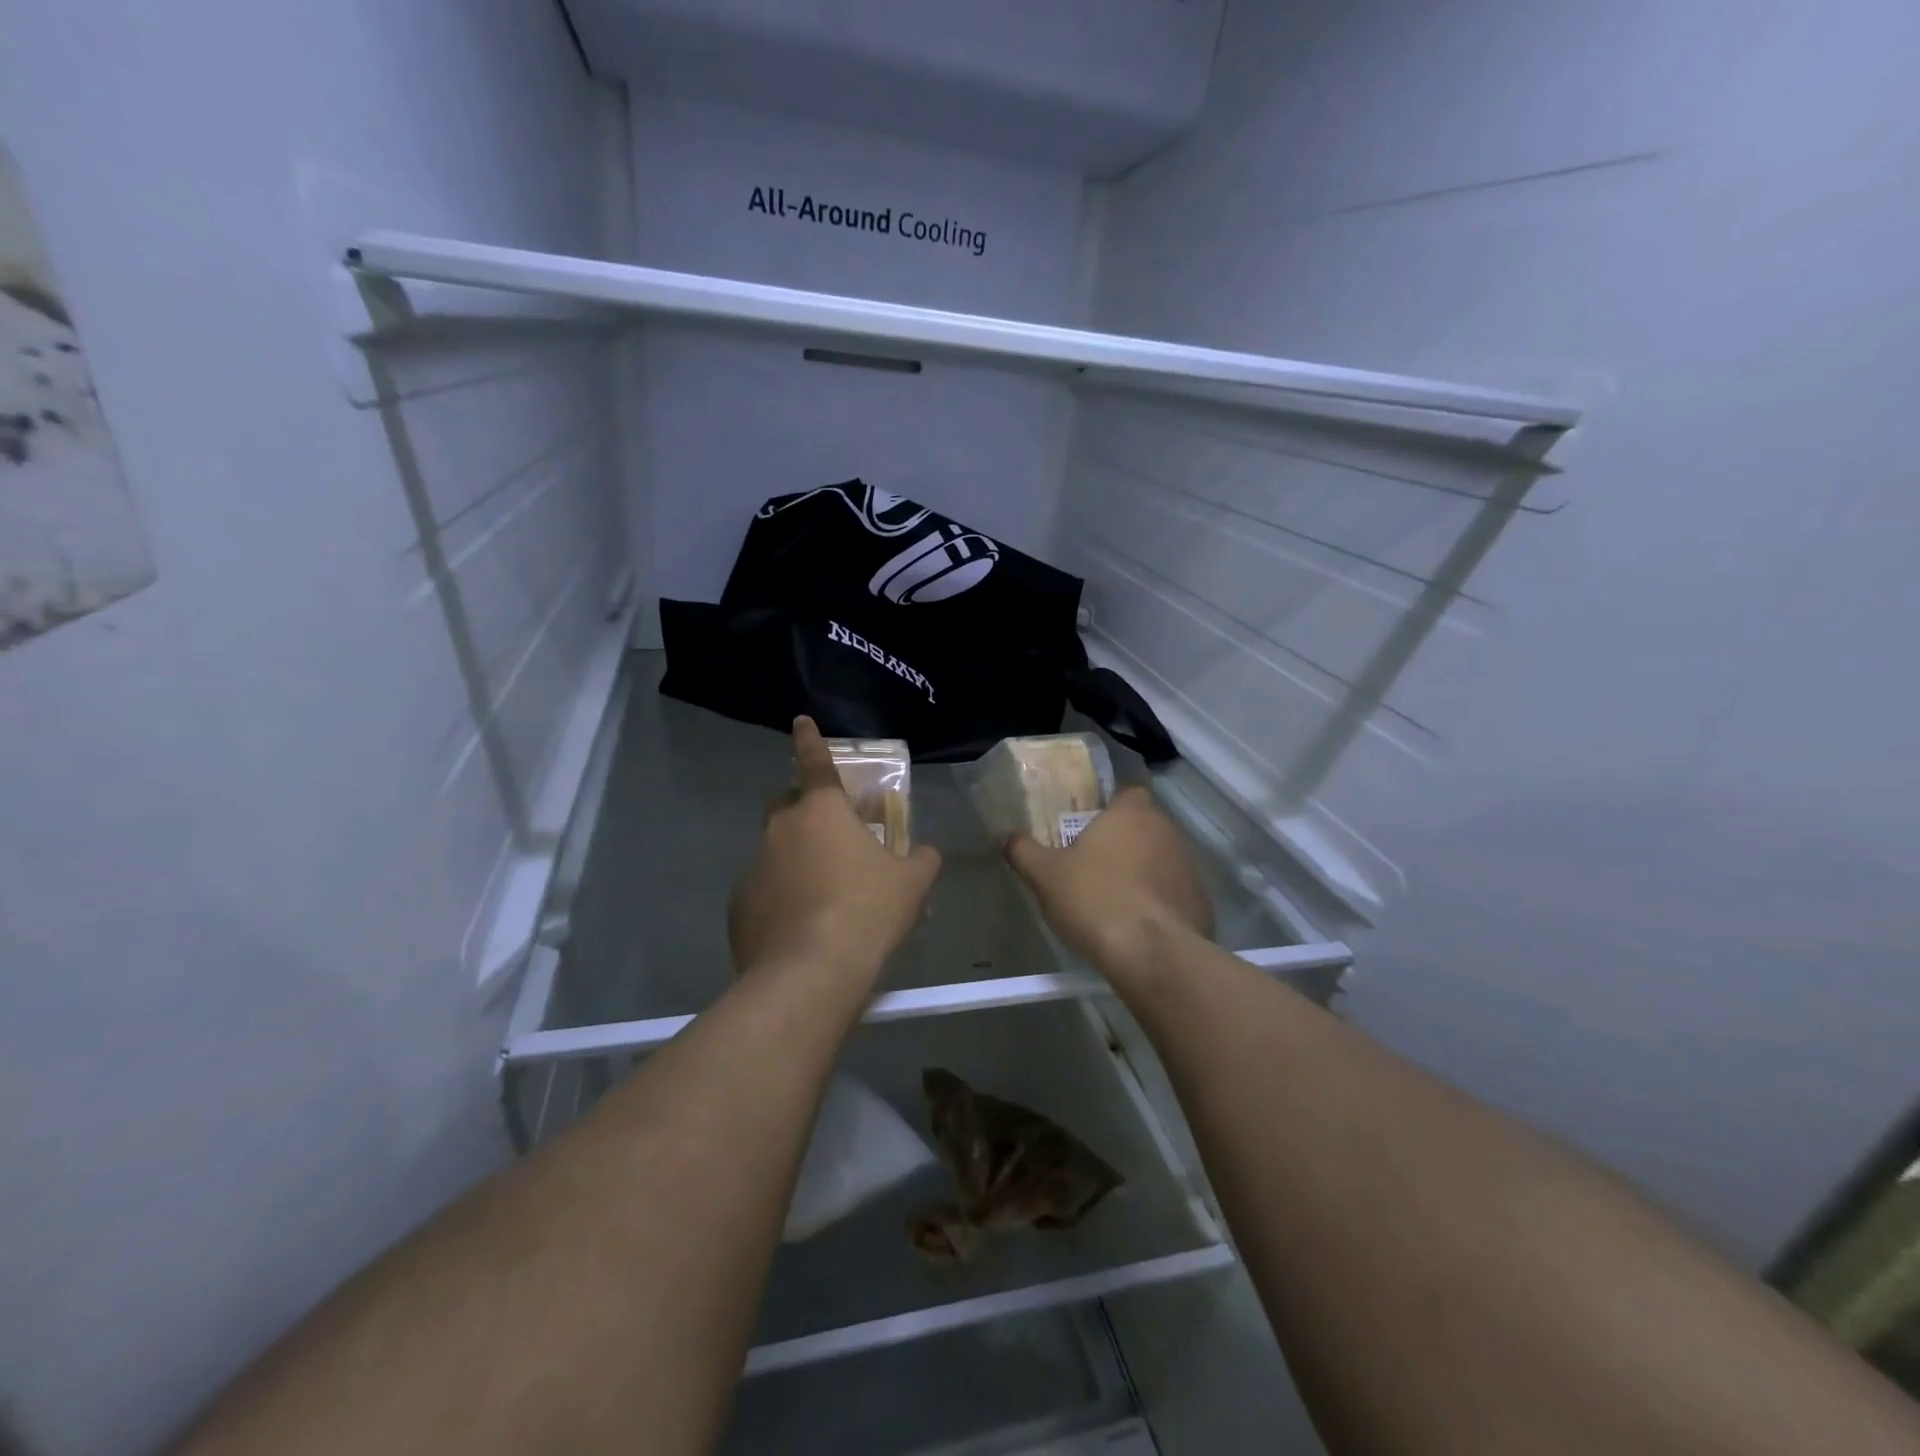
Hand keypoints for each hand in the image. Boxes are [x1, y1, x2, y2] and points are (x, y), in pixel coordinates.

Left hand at [729, 718, 940, 983]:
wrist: (810, 973)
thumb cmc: (866, 912)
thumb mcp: (911, 884)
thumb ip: (921, 860)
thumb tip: (927, 853)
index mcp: (822, 811)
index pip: (814, 762)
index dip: (809, 739)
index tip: (800, 720)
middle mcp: (781, 828)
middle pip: (787, 803)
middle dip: (803, 806)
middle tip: (830, 833)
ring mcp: (754, 866)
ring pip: (775, 848)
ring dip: (795, 856)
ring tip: (822, 892)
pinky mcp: (739, 904)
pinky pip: (763, 887)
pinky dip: (780, 894)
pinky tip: (801, 925)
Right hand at [1005, 787, 1212, 981]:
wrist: (1153, 956)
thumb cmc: (1096, 900)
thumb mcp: (1045, 876)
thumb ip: (1023, 851)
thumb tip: (1006, 837)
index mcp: (1133, 813)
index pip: (1127, 792)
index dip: (1108, 806)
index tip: (1087, 825)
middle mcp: (1168, 831)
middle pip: (1143, 826)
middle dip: (1121, 841)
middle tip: (1091, 863)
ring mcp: (1190, 868)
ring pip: (1159, 860)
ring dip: (1140, 872)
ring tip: (1112, 899)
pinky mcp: (1201, 903)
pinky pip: (1173, 894)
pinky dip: (1157, 903)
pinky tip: (1136, 925)